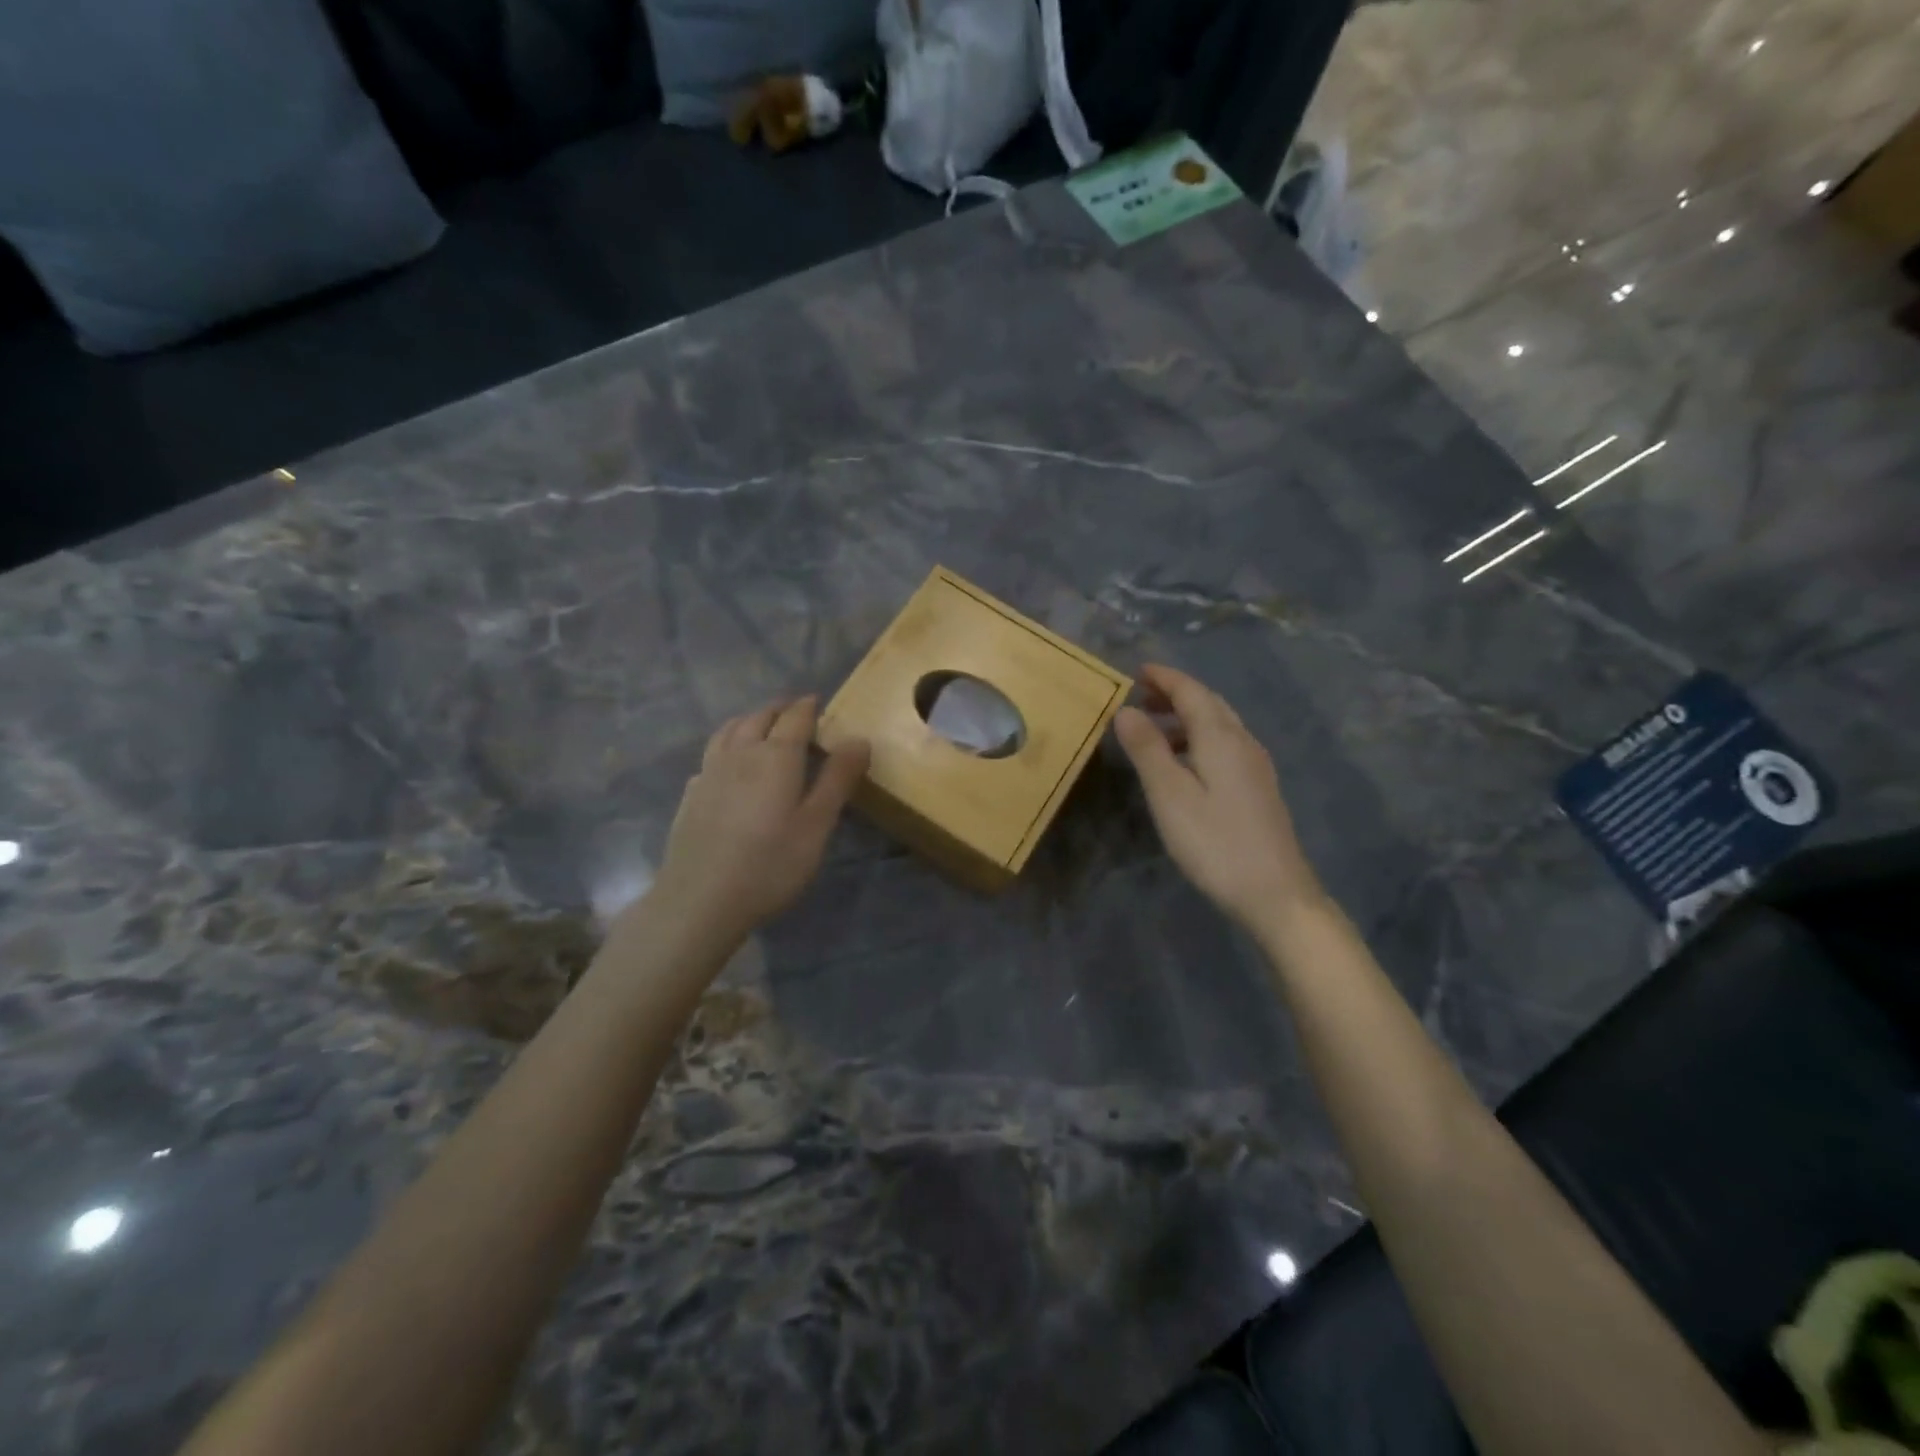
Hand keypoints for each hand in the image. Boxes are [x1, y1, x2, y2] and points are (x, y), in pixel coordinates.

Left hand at [648, 697, 869, 942]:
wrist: (700, 900)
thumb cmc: (770, 864)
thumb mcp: (817, 825)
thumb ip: (838, 779)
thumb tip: (859, 739)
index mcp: (776, 756)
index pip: (795, 717)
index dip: (808, 707)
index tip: (819, 702)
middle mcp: (740, 753)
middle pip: (759, 718)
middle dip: (779, 710)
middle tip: (796, 713)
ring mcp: (710, 773)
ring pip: (729, 731)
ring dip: (749, 721)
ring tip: (761, 726)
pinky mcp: (691, 795)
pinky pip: (711, 756)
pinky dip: (726, 747)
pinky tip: (729, 766)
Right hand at [1113, 663, 1322, 926]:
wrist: (1275, 893)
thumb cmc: (1215, 842)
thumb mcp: (1169, 795)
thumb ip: (1147, 749)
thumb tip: (1126, 710)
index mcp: (1221, 738)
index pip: (1192, 692)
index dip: (1165, 678)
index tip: (1137, 671)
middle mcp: (1243, 743)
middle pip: (1209, 704)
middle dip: (1176, 694)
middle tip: (1141, 696)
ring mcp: (1255, 766)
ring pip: (1219, 726)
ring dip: (1186, 717)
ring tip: (1153, 730)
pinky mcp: (1258, 789)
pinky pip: (1225, 746)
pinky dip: (1198, 739)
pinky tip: (1184, 763)